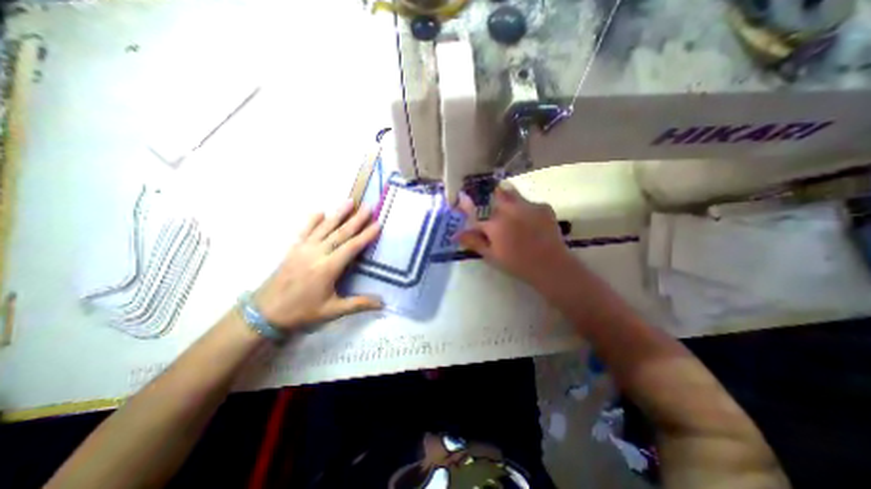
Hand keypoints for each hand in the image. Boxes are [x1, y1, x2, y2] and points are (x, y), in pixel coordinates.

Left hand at [256, 200, 383, 330]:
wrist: (265, 312)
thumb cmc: (302, 312)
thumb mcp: (332, 311)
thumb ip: (359, 304)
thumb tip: (383, 304)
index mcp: (328, 268)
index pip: (352, 247)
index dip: (366, 235)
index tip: (377, 224)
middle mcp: (317, 253)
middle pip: (340, 233)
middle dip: (356, 219)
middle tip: (368, 207)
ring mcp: (303, 249)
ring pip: (324, 227)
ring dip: (338, 214)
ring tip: (349, 201)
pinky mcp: (293, 249)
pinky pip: (304, 231)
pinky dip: (312, 220)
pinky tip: (321, 212)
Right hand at [457, 182, 575, 289]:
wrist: (551, 266)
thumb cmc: (517, 263)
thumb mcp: (491, 256)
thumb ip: (474, 242)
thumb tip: (456, 234)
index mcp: (494, 223)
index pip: (474, 210)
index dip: (466, 204)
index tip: (462, 199)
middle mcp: (509, 209)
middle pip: (495, 193)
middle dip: (490, 195)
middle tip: (493, 205)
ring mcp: (528, 205)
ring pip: (512, 193)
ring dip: (508, 200)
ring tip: (513, 214)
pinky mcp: (543, 206)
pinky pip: (528, 202)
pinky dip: (525, 209)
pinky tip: (530, 222)